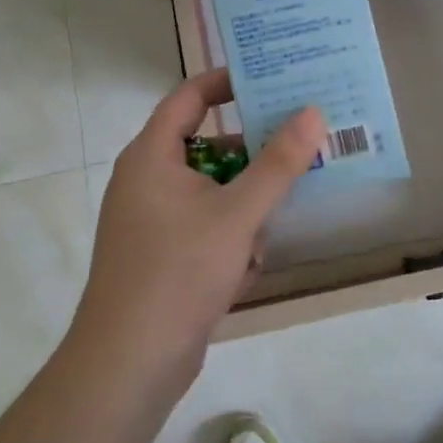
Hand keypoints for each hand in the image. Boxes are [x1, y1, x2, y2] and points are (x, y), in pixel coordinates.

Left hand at [72, 69, 325, 389]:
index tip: (270, 79)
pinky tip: (242, 271)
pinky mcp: (159, 254)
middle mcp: (146, 179)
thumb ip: (278, 163)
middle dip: (250, 158)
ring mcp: (150, 220)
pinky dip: (227, 241)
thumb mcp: (237, 215)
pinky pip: (203, 228)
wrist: (129, 363)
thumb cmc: (179, 272)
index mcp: (151, 155)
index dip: (227, 82)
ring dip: (243, 211)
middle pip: (206, 148)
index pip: (189, 97)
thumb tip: (312, 112)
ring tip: (266, 233)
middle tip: (296, 148)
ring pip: (211, 194)